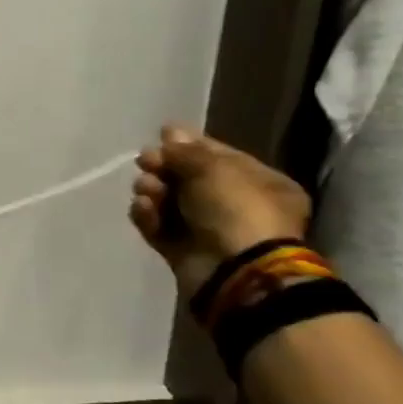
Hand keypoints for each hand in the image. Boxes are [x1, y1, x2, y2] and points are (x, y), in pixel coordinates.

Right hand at [128, 125, 311, 299]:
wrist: (234, 270)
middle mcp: (236, 206)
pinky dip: (147, 216)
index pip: (220, 157)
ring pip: (170, 203)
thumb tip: (170, 133)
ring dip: (153, 191)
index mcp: (259, 183)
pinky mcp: (182, 252)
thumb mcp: (214, 169)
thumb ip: (186, 151)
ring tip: (145, 189)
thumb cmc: (237, 210)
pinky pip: (159, 228)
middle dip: (165, 168)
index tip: (161, 136)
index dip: (190, 145)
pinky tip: (143, 208)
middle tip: (144, 162)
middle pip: (189, 179)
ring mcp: (207, 231)